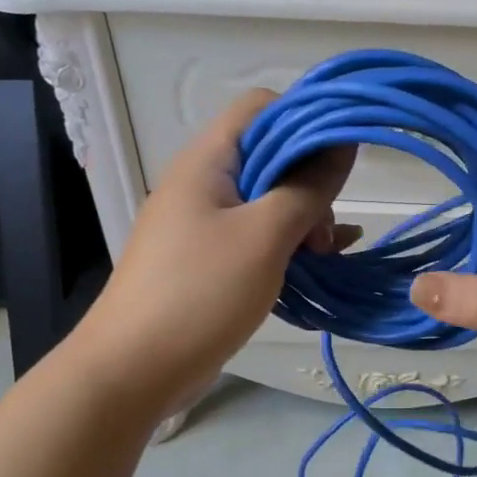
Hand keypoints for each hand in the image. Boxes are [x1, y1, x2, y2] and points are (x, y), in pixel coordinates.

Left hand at [78, 90, 356, 416]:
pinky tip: (321, 262)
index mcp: (207, 160)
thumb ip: (308, 188)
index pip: (261, 107)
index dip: (305, 120)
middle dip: (309, 182)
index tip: (341, 156)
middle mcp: (202, 182)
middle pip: (268, 154)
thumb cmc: (200, 292)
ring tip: (324, 255)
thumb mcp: (265, 236)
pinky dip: (287, 242)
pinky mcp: (206, 258)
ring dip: (302, 217)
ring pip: (266, 199)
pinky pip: (255, 235)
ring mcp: (201, 222)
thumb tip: (343, 145)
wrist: (133, 369)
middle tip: (325, 229)